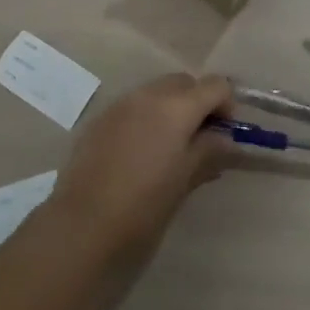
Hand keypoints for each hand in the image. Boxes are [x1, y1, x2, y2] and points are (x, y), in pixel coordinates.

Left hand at [48, 72, 233, 265]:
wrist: (82, 227)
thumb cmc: (144, 207)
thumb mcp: (184, 181)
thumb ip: (208, 152)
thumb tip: (225, 139)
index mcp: (176, 107)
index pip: (214, 85)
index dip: (226, 105)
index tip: (225, 134)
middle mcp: (148, 95)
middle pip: (184, 82)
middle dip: (197, 103)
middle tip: (200, 141)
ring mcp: (120, 104)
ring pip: (156, 92)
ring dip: (170, 109)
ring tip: (170, 149)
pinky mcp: (100, 120)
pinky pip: (132, 107)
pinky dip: (145, 118)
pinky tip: (140, 154)